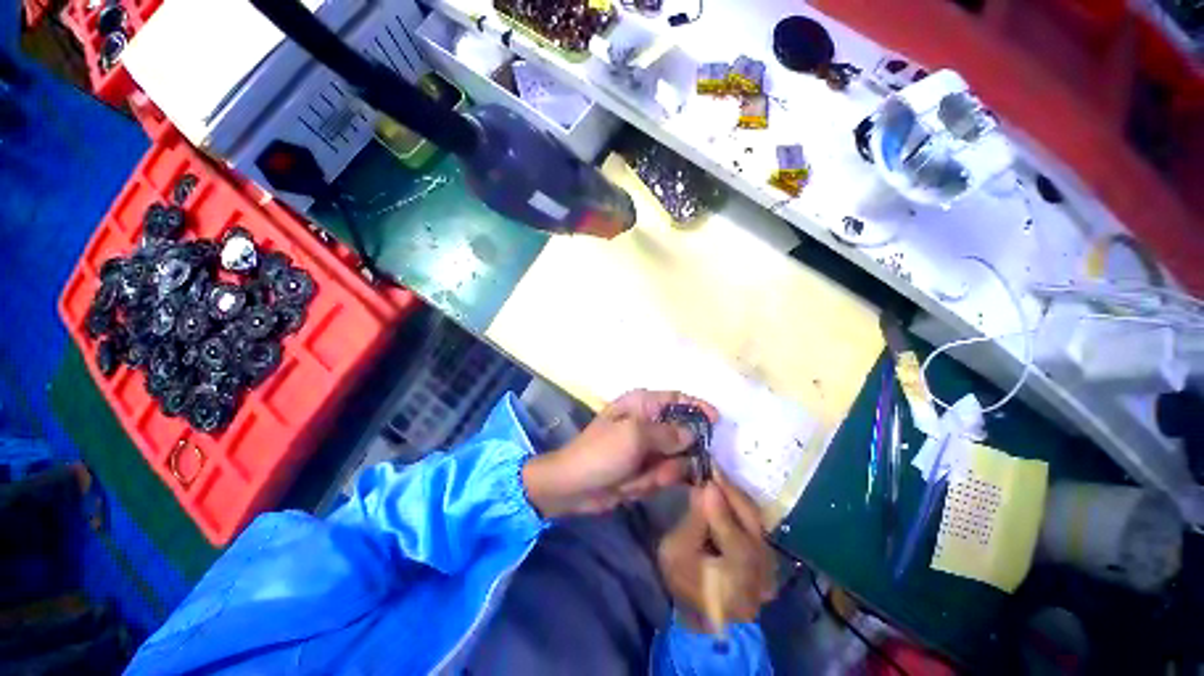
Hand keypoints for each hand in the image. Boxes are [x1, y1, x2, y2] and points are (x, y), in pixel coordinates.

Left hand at [522, 389, 717, 517]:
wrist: (574, 487)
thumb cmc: (601, 452)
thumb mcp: (634, 436)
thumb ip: (667, 433)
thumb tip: (693, 432)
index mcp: (641, 404)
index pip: (677, 398)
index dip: (698, 407)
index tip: (717, 422)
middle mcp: (647, 421)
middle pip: (682, 431)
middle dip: (678, 453)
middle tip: (663, 467)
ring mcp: (647, 447)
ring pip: (675, 457)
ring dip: (662, 471)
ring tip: (641, 478)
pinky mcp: (645, 467)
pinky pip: (665, 473)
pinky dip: (654, 481)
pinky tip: (636, 485)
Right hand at [656, 475, 775, 631]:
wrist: (701, 611)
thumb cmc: (683, 582)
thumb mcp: (676, 552)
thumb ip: (694, 521)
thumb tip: (706, 490)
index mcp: (736, 584)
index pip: (735, 542)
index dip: (722, 509)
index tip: (708, 479)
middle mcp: (761, 577)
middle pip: (752, 526)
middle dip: (732, 494)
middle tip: (713, 470)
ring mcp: (769, 566)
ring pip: (756, 521)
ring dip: (736, 498)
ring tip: (717, 478)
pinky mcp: (767, 557)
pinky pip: (755, 524)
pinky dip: (740, 506)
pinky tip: (725, 494)